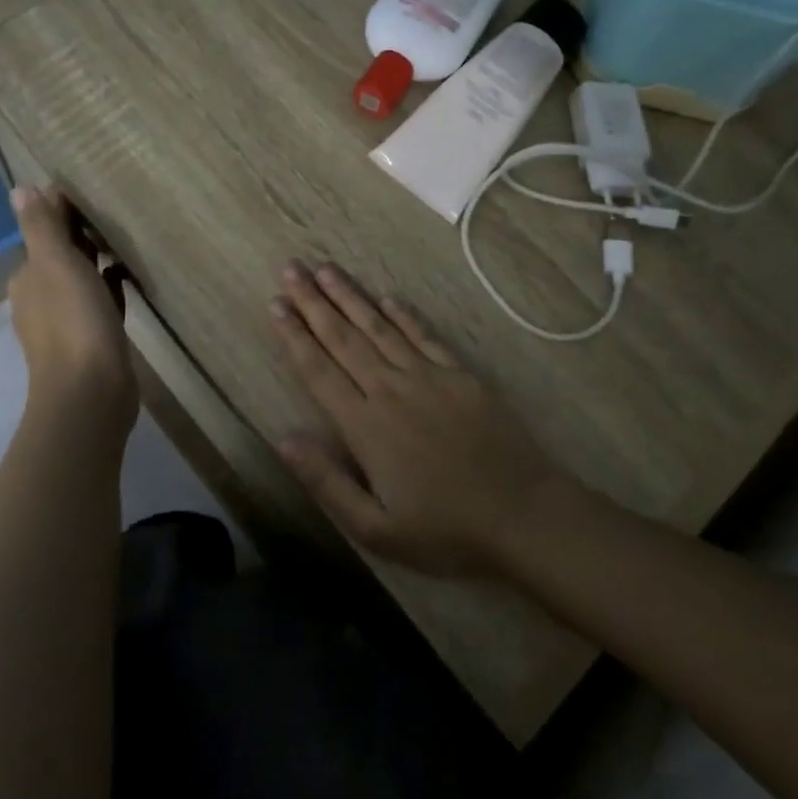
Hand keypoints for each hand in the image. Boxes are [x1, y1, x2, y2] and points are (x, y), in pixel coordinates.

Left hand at [8, 186, 136, 428]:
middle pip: (61, 256)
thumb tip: (19, 189)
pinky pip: (101, 303)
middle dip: (81, 235)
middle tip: (116, 211)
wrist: (91, 391)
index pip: (42, 233)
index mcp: (28, 278)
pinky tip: (127, 279)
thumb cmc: (73, 321)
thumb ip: (40, 227)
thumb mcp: (56, 264)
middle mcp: (41, 298)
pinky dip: (110, 288)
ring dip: (96, 261)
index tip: (93, 192)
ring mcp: (66, 322)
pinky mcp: (92, 340)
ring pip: (81, 280)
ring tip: (126, 240)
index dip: (63, 211)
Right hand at [268, 260, 558, 574]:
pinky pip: (424, 335)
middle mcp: (390, 389)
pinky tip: (386, 296)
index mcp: (365, 425)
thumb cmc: (444, 529)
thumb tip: (283, 438)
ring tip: (325, 269)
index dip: (294, 336)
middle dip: (313, 302)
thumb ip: (326, 481)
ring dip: (350, 297)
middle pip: (344, 338)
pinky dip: (403, 314)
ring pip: (379, 327)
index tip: (276, 304)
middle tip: (291, 269)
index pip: (319, 370)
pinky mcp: (460, 374)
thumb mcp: (375, 528)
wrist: (521, 513)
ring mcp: (428, 376)